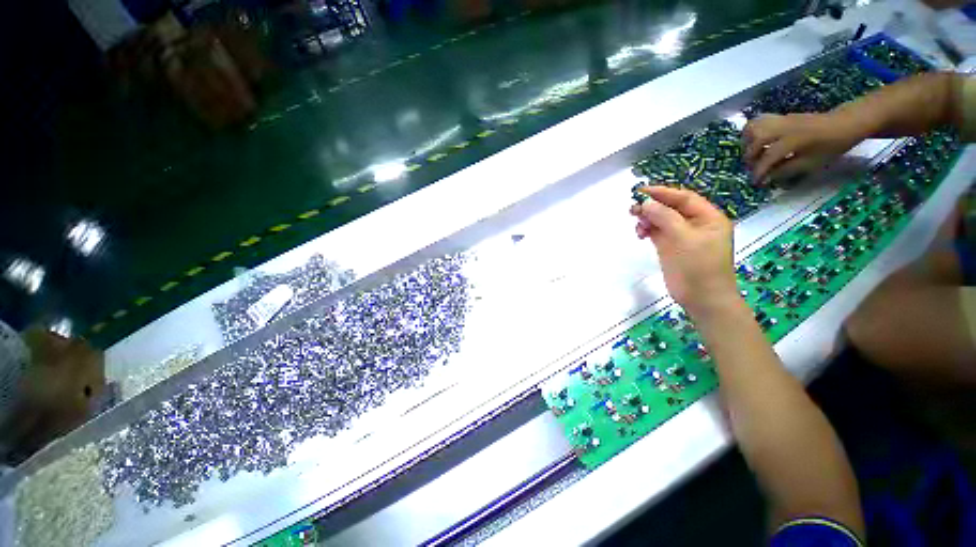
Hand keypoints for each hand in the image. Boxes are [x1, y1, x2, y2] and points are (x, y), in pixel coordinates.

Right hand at [630, 186, 737, 312]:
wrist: (702, 298)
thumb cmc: (699, 266)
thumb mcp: (684, 238)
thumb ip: (665, 218)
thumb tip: (646, 203)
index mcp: (708, 218)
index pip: (684, 198)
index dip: (663, 193)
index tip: (641, 191)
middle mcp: (695, 224)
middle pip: (671, 208)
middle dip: (653, 206)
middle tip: (633, 208)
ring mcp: (682, 237)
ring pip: (662, 220)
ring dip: (648, 219)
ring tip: (636, 223)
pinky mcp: (670, 248)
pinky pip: (657, 233)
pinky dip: (648, 230)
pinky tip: (640, 233)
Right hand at [743, 112, 865, 183]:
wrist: (845, 123)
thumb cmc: (831, 146)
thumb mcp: (812, 163)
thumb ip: (786, 170)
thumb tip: (767, 177)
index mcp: (793, 140)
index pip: (768, 158)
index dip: (759, 172)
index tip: (756, 183)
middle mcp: (783, 128)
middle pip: (756, 141)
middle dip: (750, 157)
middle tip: (753, 167)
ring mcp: (781, 120)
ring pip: (753, 127)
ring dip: (747, 141)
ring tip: (751, 152)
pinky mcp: (781, 117)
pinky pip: (759, 121)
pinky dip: (752, 131)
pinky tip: (755, 140)